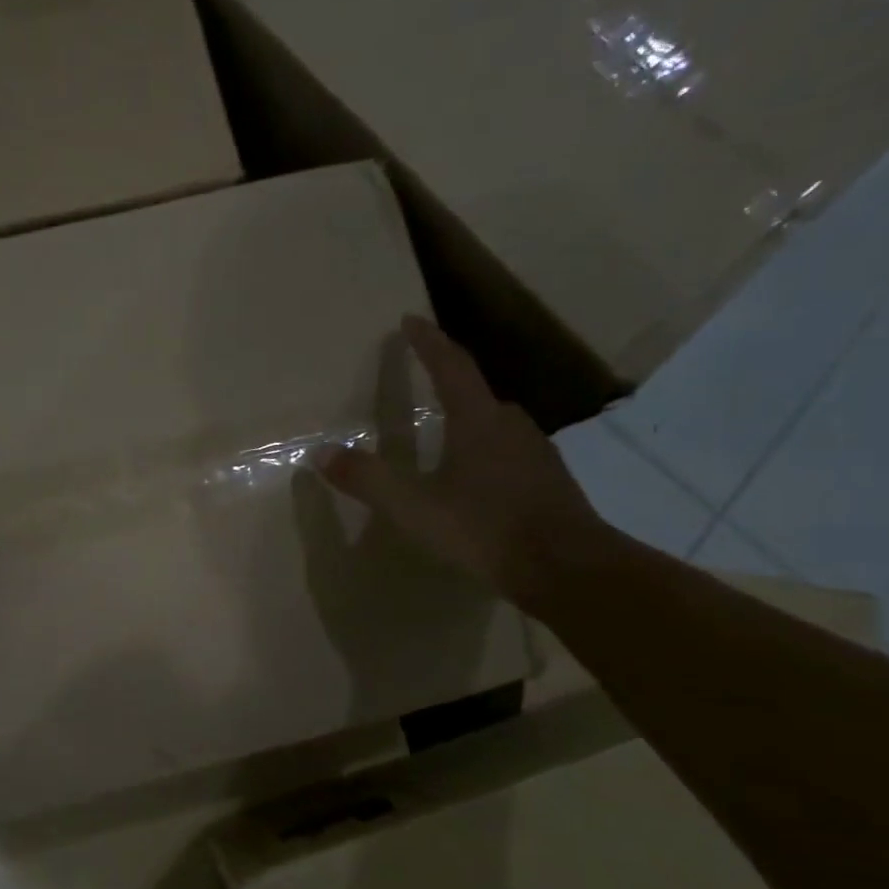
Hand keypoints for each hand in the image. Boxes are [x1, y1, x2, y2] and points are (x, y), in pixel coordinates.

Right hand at [319, 317, 605, 607]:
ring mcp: (536, 454)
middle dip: (449, 382)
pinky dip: (487, 454)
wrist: (566, 568)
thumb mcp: (414, 508)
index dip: (428, 342)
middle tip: (424, 383)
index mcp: (478, 421)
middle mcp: (511, 426)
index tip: (410, 320)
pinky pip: (510, 453)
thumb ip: (368, 480)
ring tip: (445, 436)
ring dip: (470, 421)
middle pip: (477, 393)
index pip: (451, 367)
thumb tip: (322, 453)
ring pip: (496, 425)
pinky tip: (477, 481)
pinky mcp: (549, 481)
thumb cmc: (485, 529)